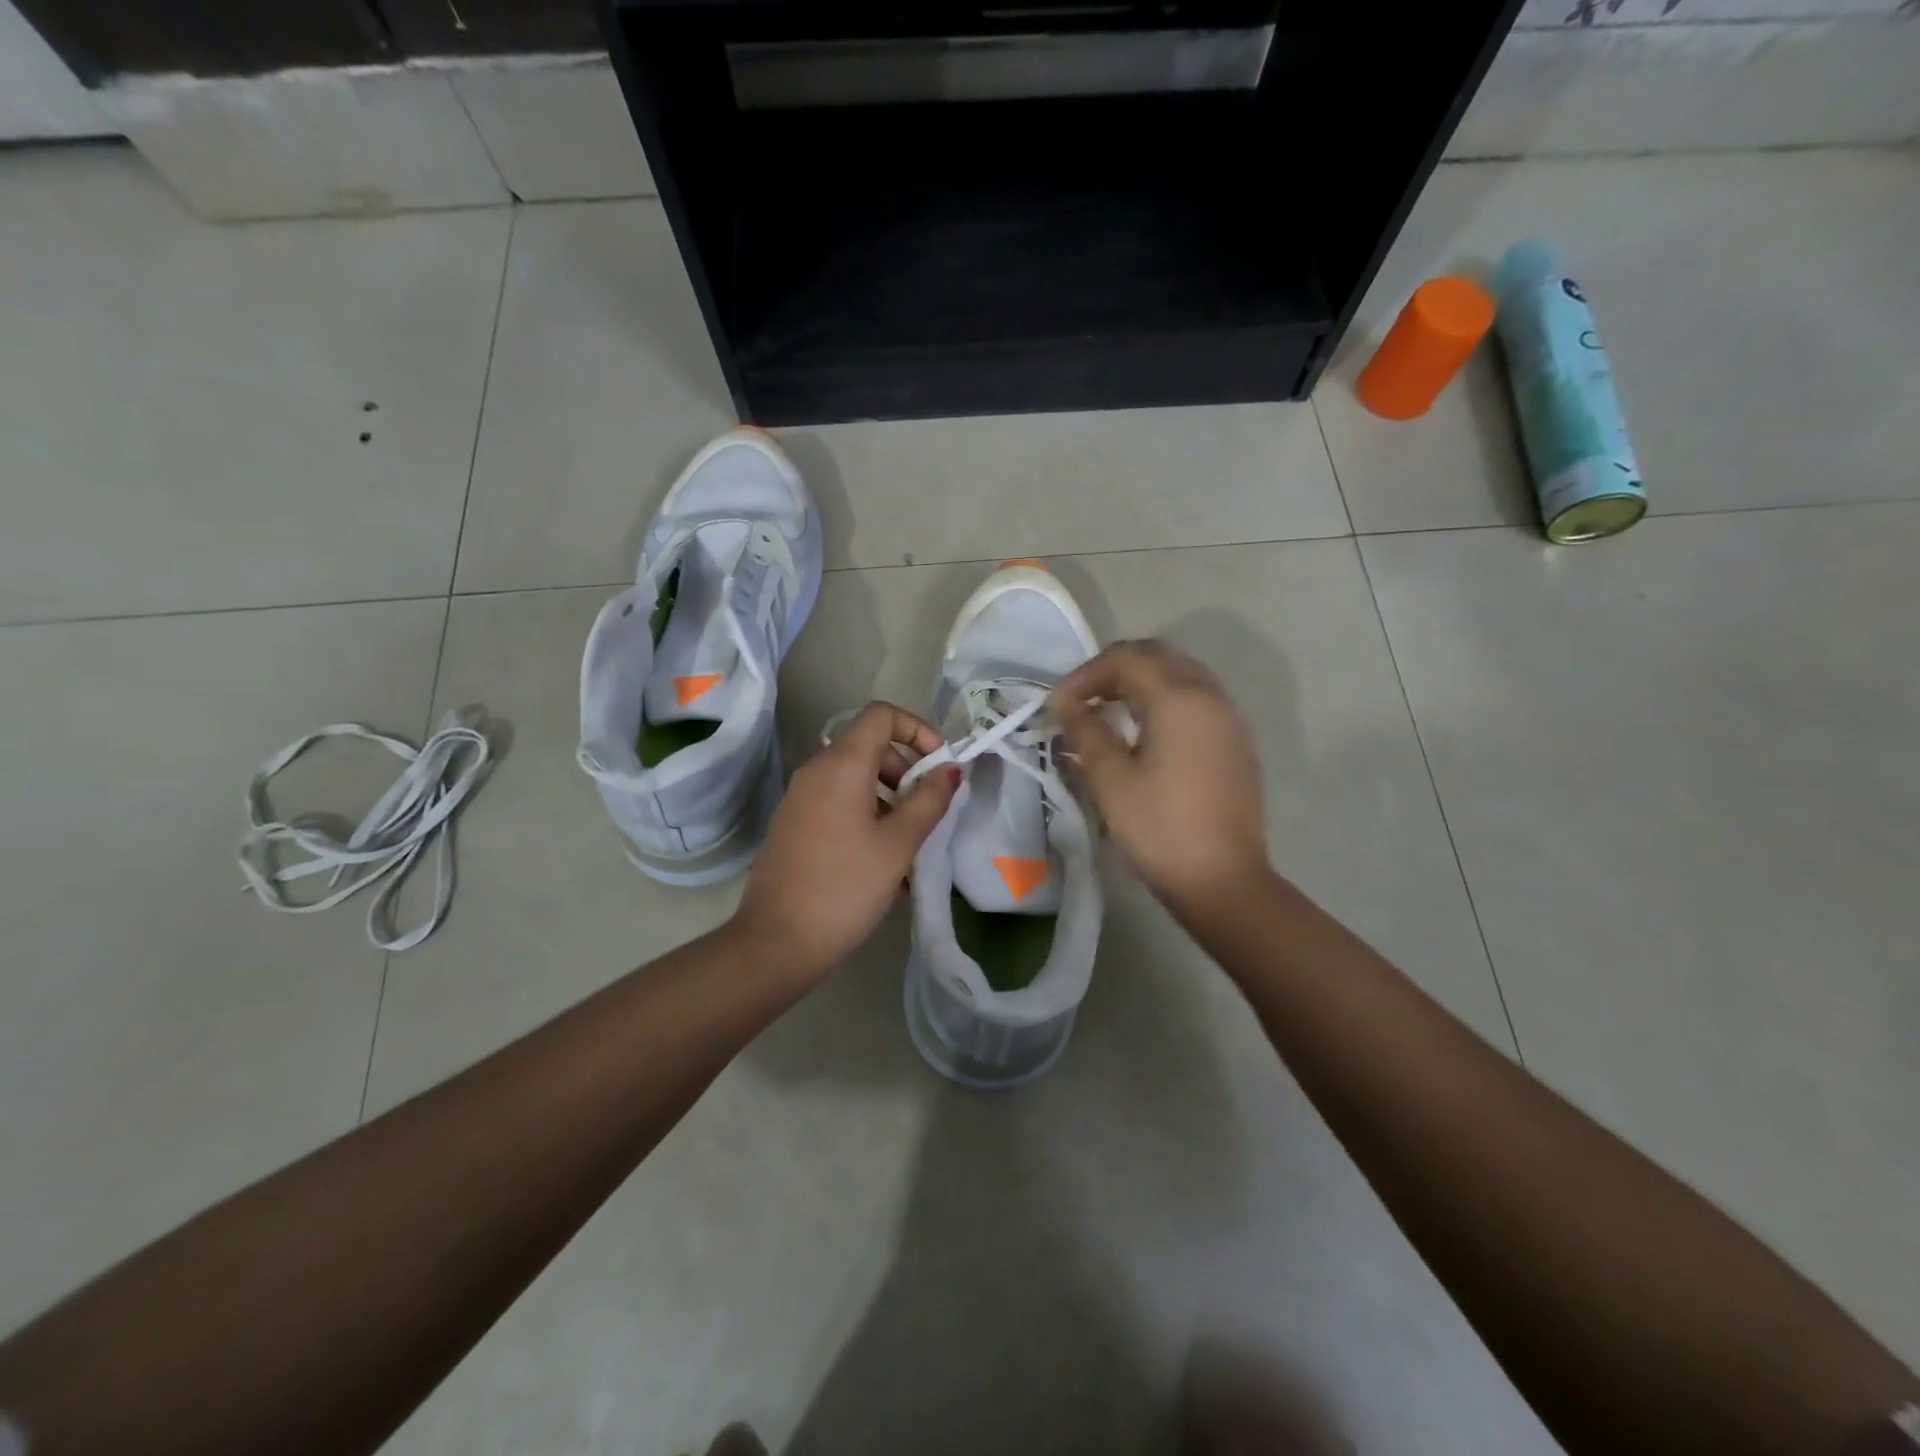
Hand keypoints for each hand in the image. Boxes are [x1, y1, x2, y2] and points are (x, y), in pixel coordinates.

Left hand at [734, 703, 959, 982]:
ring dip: (889, 799)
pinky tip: (881, 862)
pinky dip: (866, 815)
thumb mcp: (898, 844)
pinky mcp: (793, 825)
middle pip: (870, 747)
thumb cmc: (846, 887)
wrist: (777, 941)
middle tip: (927, 812)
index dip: (917, 729)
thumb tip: (949, 770)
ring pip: (855, 779)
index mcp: (841, 765)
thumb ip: (929, 801)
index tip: (939, 766)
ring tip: (909, 844)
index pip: (881, 715)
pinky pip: (837, 803)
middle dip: (906, 771)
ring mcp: (800, 798)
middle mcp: (816, 771)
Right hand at [1052, 640, 1269, 917]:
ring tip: (1105, 710)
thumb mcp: (1111, 780)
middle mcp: (1209, 696)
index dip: (1085, 674)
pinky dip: (1163, 699)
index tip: (1058, 704)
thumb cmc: (1160, 829)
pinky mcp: (1235, 742)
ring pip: (1180, 674)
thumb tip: (1067, 705)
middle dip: (1113, 669)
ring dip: (1139, 681)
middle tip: (1081, 698)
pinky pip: (1196, 699)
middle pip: (1157, 656)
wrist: (1223, 881)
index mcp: (1179, 699)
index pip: (1126, 659)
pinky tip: (1142, 731)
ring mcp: (1228, 719)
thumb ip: (1085, 732)